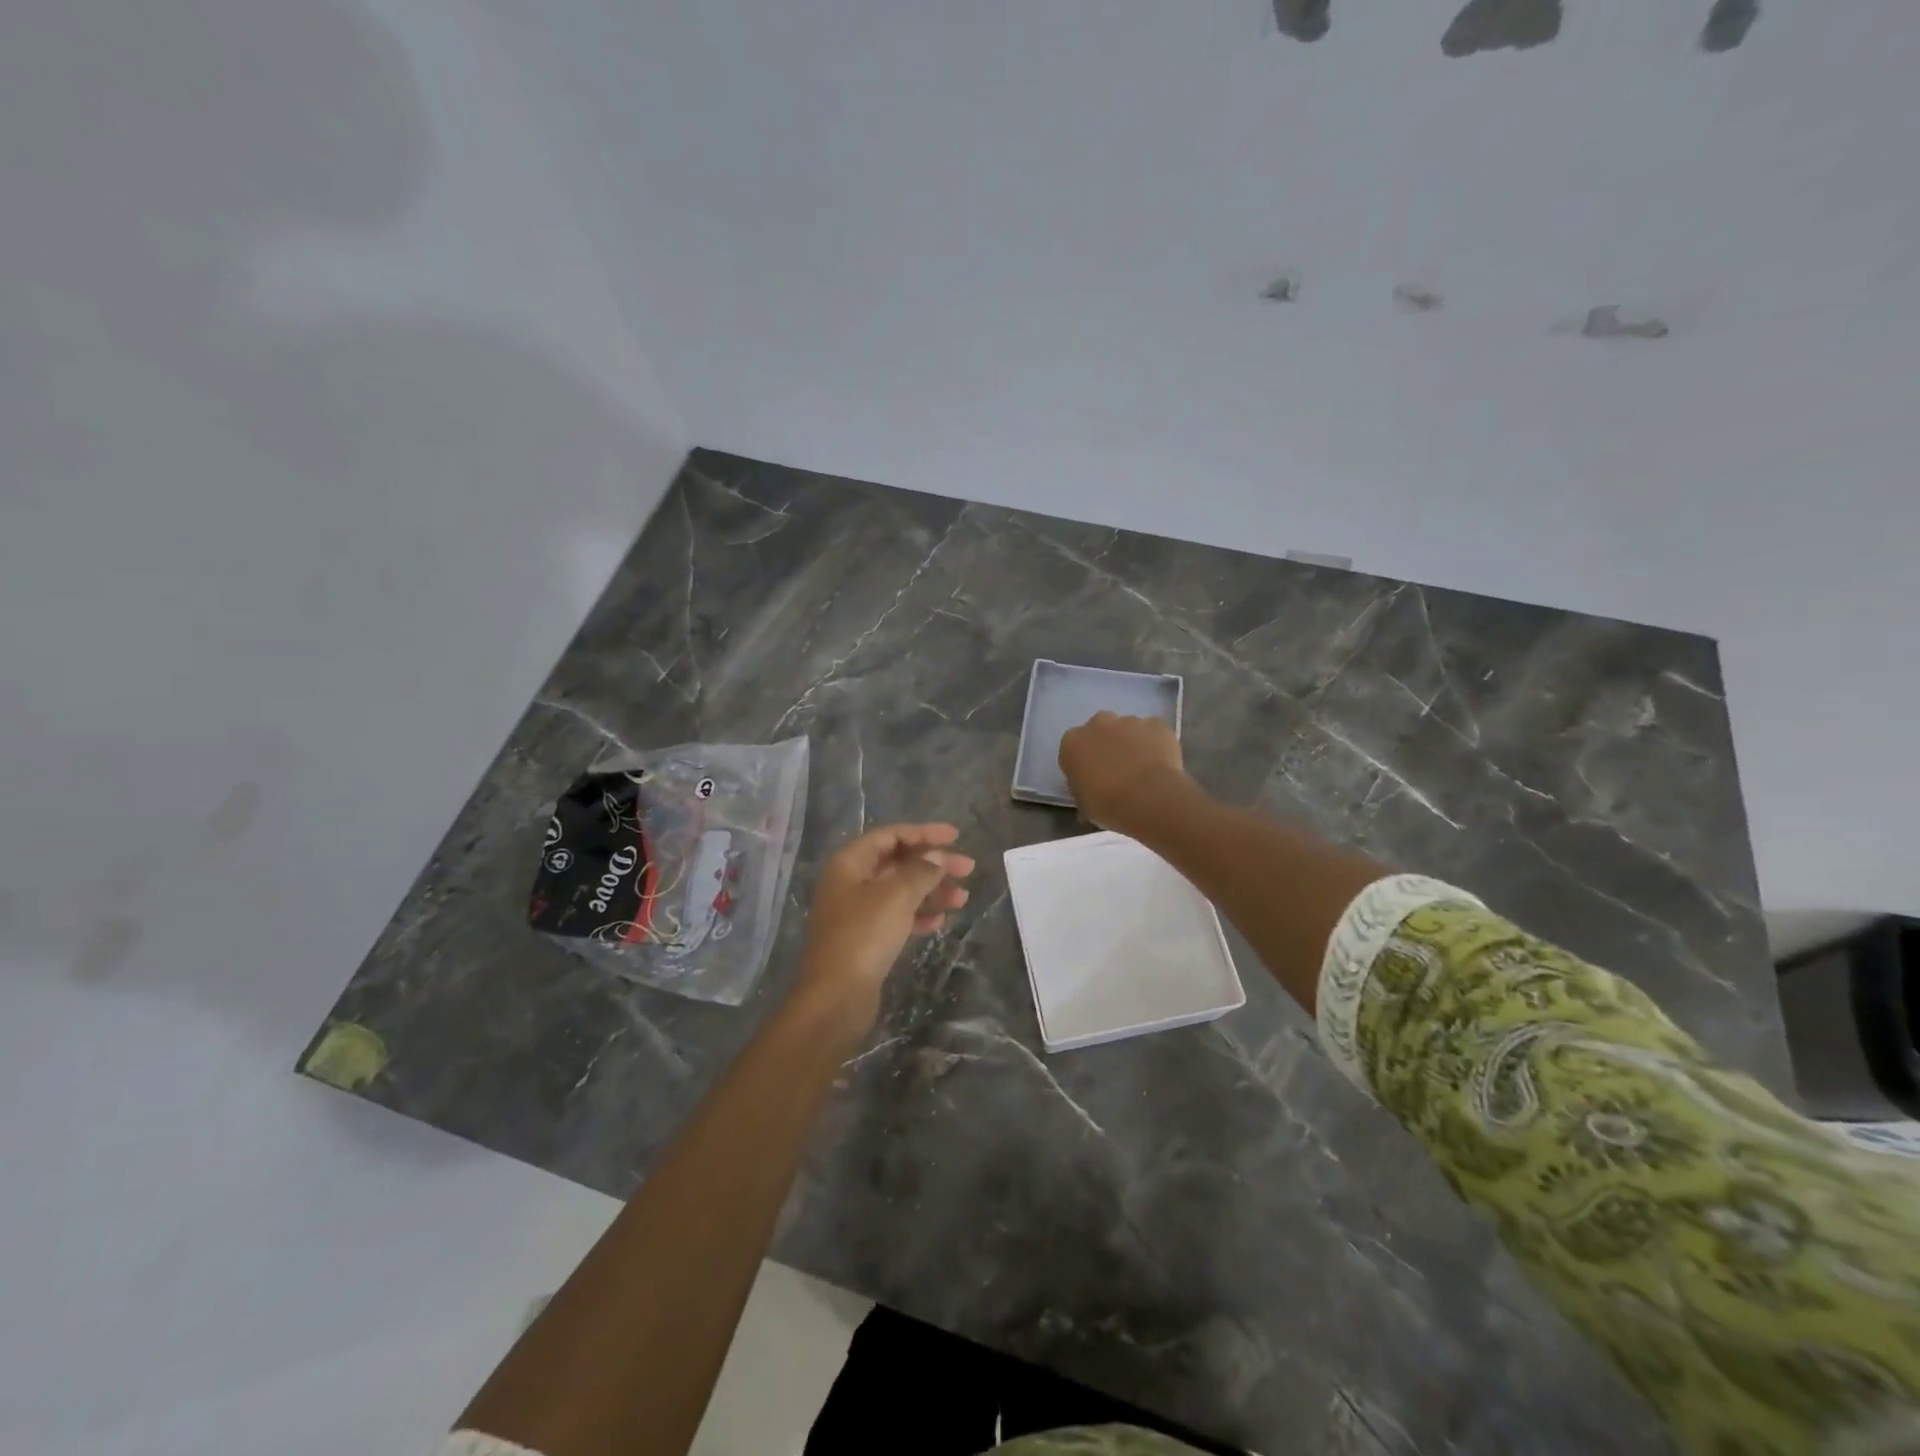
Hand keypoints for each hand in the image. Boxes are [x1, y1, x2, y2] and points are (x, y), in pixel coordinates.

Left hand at [795, 823, 972, 1013]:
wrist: (836, 997)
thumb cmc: (864, 935)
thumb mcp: (897, 896)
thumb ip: (921, 871)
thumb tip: (937, 857)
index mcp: (849, 863)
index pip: (891, 836)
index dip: (924, 833)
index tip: (956, 837)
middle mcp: (850, 882)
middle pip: (897, 862)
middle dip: (933, 864)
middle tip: (968, 869)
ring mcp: (856, 912)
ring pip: (900, 891)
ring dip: (931, 891)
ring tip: (962, 899)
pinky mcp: (865, 939)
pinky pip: (896, 916)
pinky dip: (918, 915)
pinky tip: (939, 922)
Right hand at [1057, 712, 1193, 833]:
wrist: (1148, 799)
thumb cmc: (1107, 805)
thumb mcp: (1084, 805)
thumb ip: (1083, 790)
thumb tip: (1090, 793)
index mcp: (1072, 743)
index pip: (1073, 749)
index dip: (1084, 763)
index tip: (1093, 779)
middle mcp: (1097, 724)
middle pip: (1100, 730)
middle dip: (1107, 745)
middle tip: (1118, 770)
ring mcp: (1129, 721)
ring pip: (1129, 729)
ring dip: (1133, 744)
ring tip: (1144, 771)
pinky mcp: (1156, 724)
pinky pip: (1154, 732)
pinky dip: (1157, 743)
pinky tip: (1162, 764)